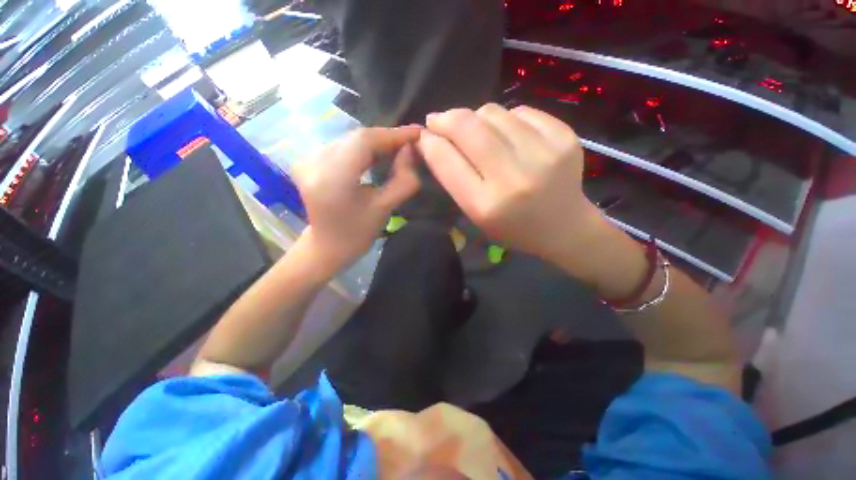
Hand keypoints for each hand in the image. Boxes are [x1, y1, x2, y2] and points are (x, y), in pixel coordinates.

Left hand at [293, 127, 420, 273]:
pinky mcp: (307, 161)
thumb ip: (403, 179)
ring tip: (398, 148)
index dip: (393, 134)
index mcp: (332, 178)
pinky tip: (378, 154)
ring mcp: (307, 160)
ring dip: (376, 142)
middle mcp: (314, 162)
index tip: (417, 133)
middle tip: (411, 143)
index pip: (364, 141)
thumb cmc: (357, 234)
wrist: (326, 247)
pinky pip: (342, 146)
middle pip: (357, 138)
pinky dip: (363, 148)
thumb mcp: (385, 209)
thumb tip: (410, 151)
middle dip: (387, 138)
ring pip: (350, 140)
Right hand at [419, 104, 609, 281]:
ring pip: (492, 112)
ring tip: (478, 134)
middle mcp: (513, 178)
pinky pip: (520, 111)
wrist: (564, 227)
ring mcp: (543, 154)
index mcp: (486, 205)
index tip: (423, 135)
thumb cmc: (512, 227)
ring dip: (476, 119)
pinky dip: (506, 119)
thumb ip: (453, 178)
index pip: (446, 160)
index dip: (429, 142)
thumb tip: (433, 138)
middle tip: (439, 121)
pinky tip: (509, 135)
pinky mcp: (564, 137)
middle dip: (446, 119)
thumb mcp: (476, 213)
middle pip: (468, 127)